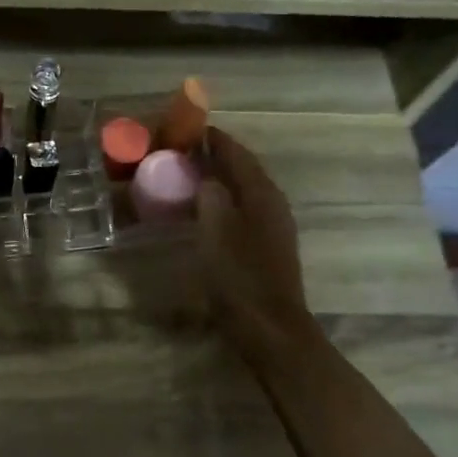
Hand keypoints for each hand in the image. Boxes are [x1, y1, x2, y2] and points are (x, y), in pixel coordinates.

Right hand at [197, 127, 311, 365]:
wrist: (270, 328)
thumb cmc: (240, 277)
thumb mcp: (216, 231)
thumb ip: (210, 197)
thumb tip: (206, 179)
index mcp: (262, 194)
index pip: (238, 154)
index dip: (215, 139)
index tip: (190, 128)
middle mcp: (273, 204)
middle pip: (244, 170)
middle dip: (217, 157)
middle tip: (184, 151)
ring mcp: (273, 227)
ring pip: (244, 191)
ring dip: (220, 179)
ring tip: (190, 175)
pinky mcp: (267, 247)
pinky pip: (242, 210)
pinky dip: (223, 202)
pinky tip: (205, 211)